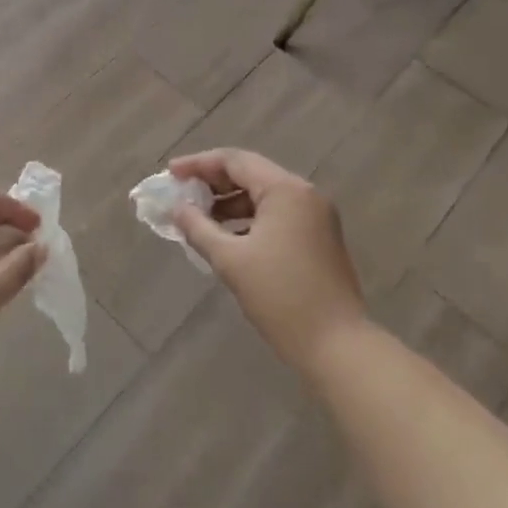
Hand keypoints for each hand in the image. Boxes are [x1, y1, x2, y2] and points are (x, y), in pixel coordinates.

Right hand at [169, 148, 364, 376]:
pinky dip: (249, 219)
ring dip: (230, 202)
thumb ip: (198, 228)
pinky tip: (226, 236)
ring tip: (198, 217)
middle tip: (181, 193)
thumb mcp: (231, 260)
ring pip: (263, 195)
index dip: (198, 164)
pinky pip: (276, 214)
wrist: (337, 346)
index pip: (234, 161)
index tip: (170, 173)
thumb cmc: (280, 296)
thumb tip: (177, 209)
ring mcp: (316, 216)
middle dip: (213, 182)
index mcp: (285, 190)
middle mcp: (304, 194)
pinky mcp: (319, 238)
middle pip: (250, 173)